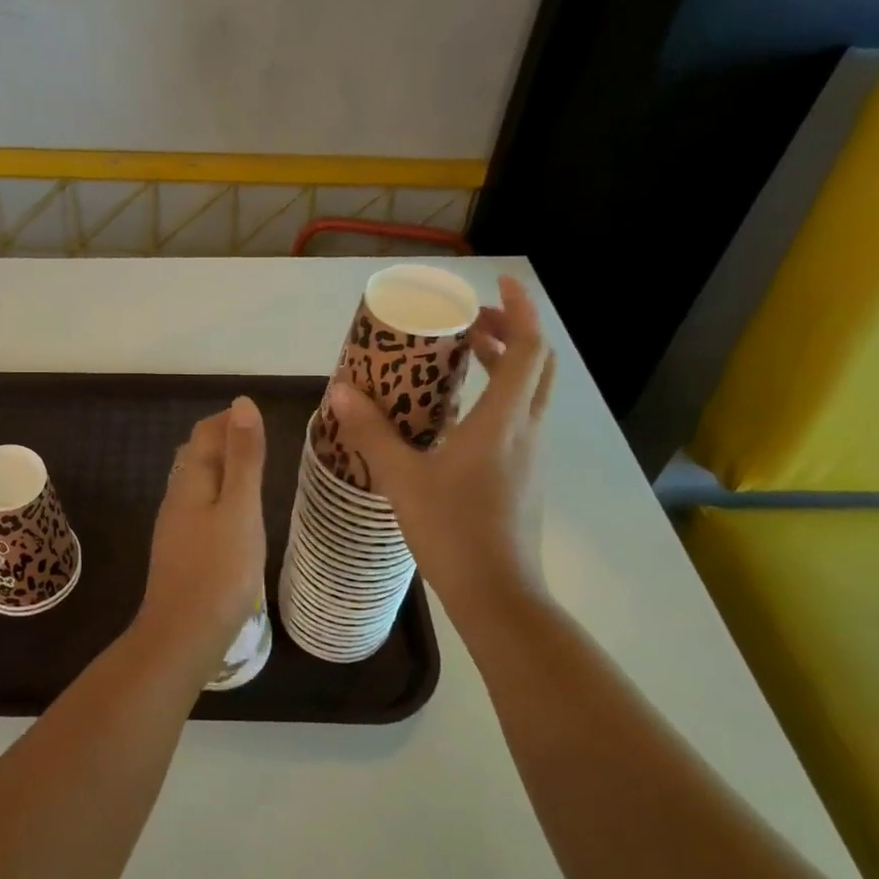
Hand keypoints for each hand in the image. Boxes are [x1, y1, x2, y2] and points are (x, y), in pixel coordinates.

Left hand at [135, 396, 267, 676]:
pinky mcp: (182, 553)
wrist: (184, 636)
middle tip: (261, 443)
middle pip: (196, 456)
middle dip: (224, 441)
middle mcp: (177, 498)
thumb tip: (242, 403)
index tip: (261, 418)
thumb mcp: (241, 508)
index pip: (204, 433)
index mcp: (190, 482)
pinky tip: (236, 517)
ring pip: (196, 484)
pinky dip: (220, 498)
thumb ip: (244, 458)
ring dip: (222, 471)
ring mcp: (176, 528)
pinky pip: (200, 510)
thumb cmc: (220, 570)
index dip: (229, 419)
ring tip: (255, 475)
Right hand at [328, 275, 555, 617]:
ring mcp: (530, 456)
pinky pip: (519, 419)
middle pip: (538, 365)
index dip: (521, 310)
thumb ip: (372, 432)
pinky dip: (499, 397)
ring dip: (507, 364)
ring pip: (531, 393)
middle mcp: (527, 430)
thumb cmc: (452, 531)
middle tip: (470, 321)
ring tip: (463, 356)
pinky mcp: (524, 477)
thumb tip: (340, 390)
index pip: (530, 348)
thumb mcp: (402, 479)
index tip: (501, 283)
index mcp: (504, 421)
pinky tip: (458, 416)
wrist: (497, 595)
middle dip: (512, 332)